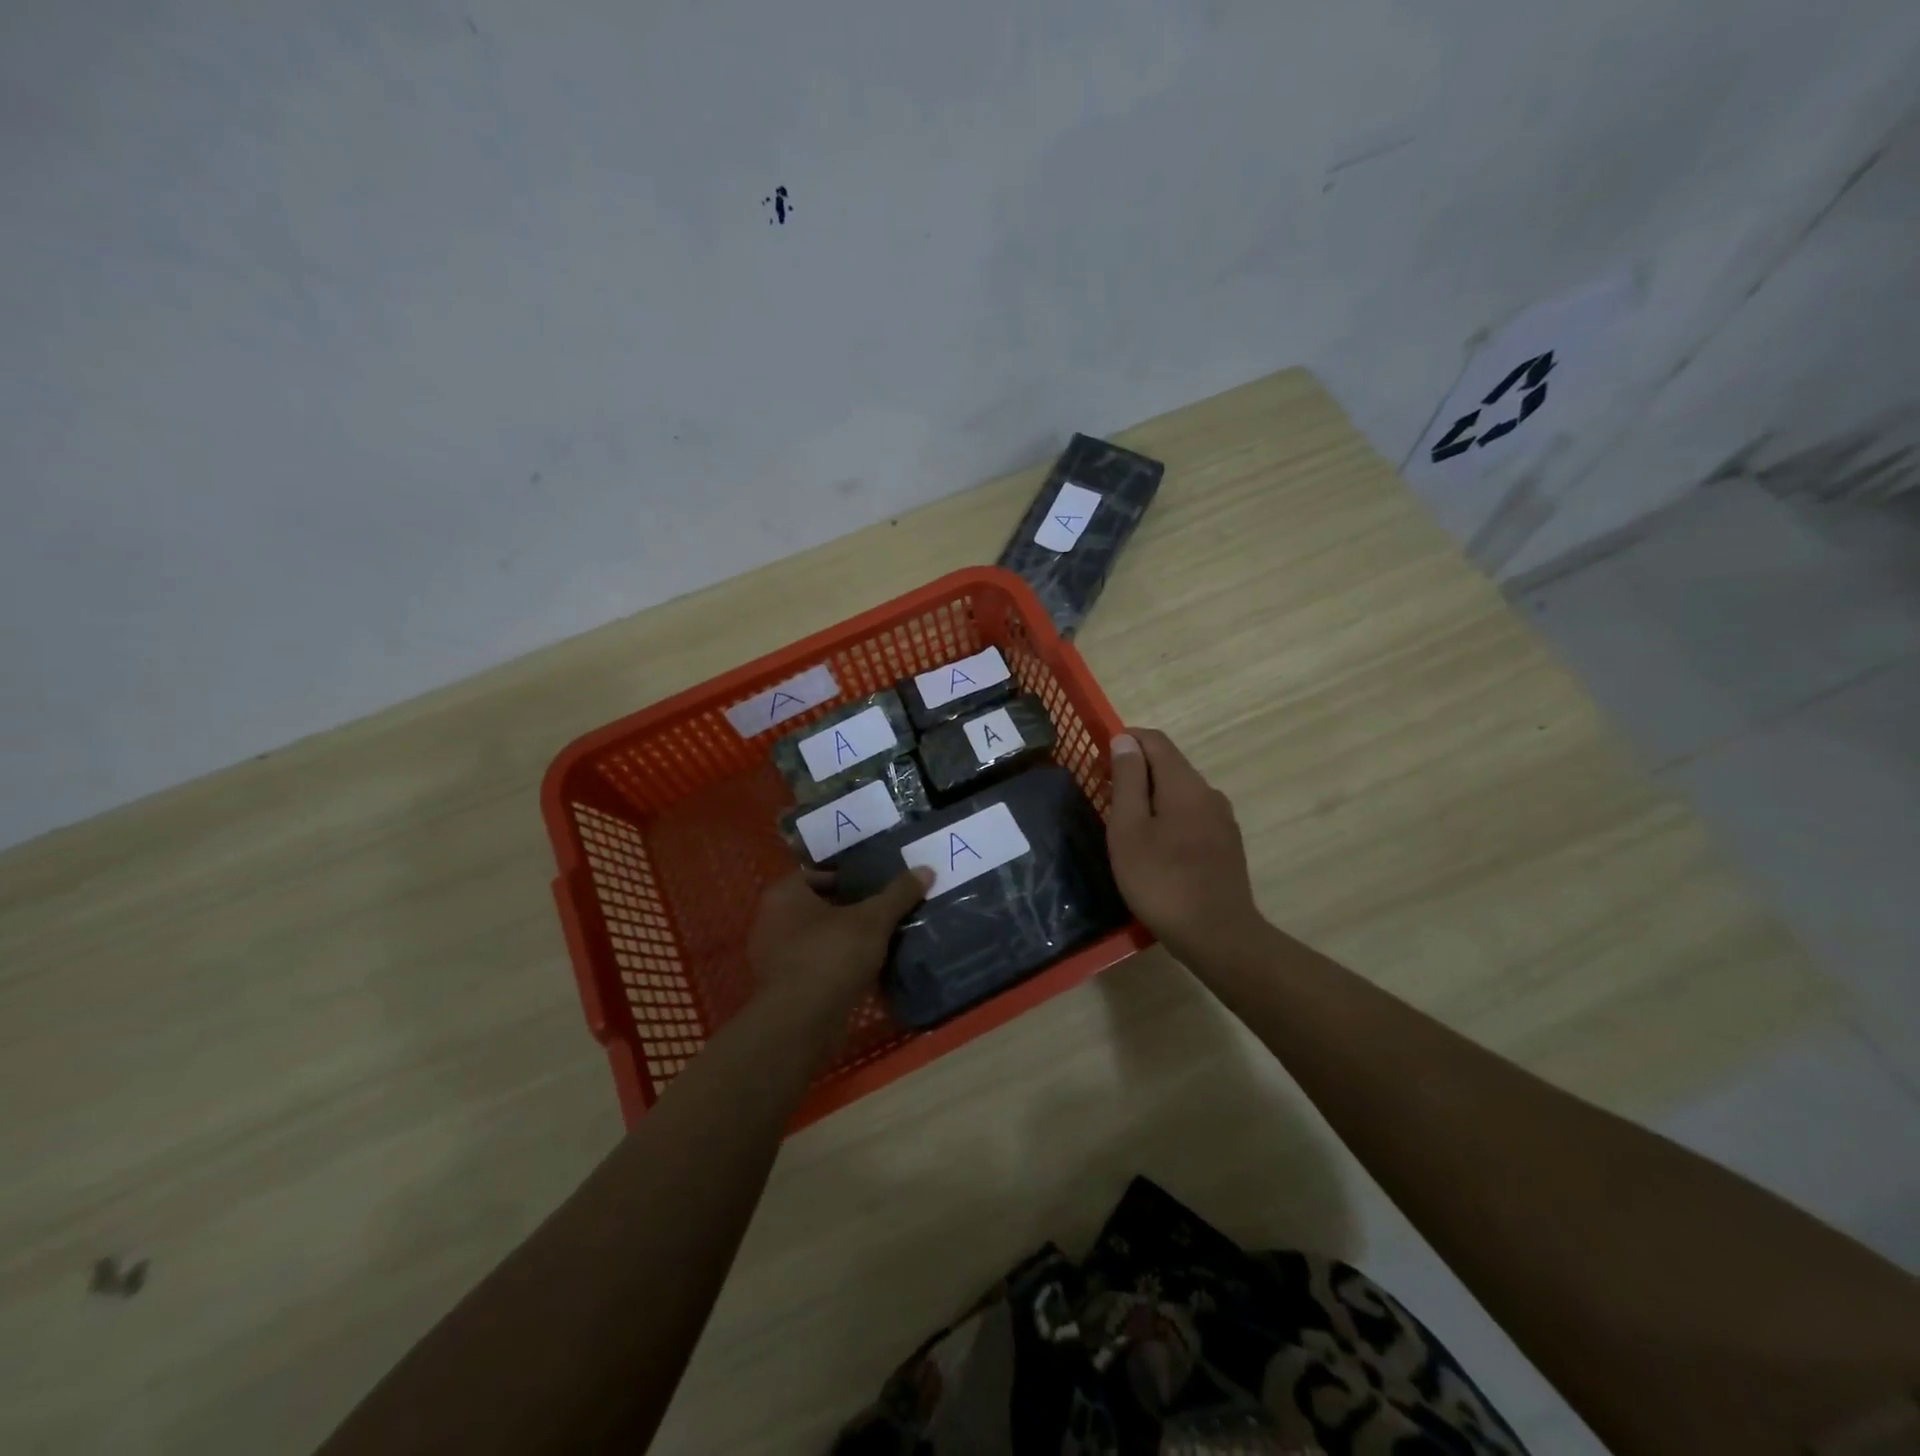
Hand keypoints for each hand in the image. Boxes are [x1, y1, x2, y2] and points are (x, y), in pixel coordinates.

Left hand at [745, 866, 933, 1013]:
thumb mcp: (873, 920)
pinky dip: (835, 964)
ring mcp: (773, 956)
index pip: (817, 873)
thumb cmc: (831, 956)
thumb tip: (926, 869)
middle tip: (883, 911)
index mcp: (784, 894)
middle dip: (849, 909)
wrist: (800, 1023)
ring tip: (879, 940)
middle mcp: (772, 920)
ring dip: (843, 938)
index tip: (876, 886)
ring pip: (816, 937)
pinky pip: (814, 964)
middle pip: (817, 906)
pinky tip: (864, 969)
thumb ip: (898, 894)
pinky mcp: (782, 987)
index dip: (848, 877)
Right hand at [1107, 729, 1264, 963]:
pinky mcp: (1226, 844)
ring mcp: (1222, 819)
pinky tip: (1155, 845)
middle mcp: (1209, 792)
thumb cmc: (1161, 880)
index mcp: (1184, 783)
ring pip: (1181, 791)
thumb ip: (1128, 780)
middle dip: (1136, 769)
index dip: (1125, 740)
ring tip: (1125, 823)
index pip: (1155, 741)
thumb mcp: (1129, 829)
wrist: (1217, 935)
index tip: (1098, 759)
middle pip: (1169, 764)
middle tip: (1104, 795)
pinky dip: (1168, 816)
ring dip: (1152, 795)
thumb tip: (1125, 740)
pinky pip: (1192, 814)